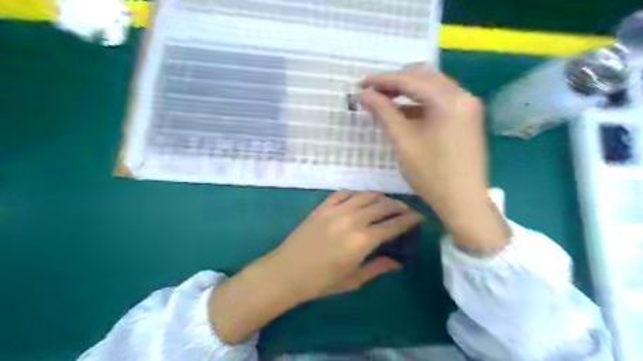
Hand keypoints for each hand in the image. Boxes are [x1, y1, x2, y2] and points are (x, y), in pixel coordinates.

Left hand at [265, 191, 422, 301]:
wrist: (287, 271)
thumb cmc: (321, 282)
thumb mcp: (354, 280)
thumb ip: (378, 267)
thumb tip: (398, 262)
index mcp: (362, 240)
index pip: (394, 224)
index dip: (410, 219)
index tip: (420, 217)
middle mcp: (352, 219)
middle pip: (383, 205)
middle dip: (399, 206)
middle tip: (407, 210)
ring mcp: (336, 210)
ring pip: (365, 195)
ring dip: (380, 197)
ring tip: (387, 203)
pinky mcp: (322, 207)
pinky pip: (344, 193)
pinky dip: (356, 194)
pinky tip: (360, 200)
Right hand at [362, 66, 506, 254]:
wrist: (463, 201)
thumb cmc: (431, 174)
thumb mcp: (403, 141)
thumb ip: (384, 113)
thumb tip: (364, 95)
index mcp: (448, 99)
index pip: (409, 80)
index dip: (381, 81)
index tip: (360, 83)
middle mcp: (462, 95)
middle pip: (423, 77)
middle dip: (395, 82)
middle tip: (373, 93)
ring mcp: (467, 106)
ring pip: (432, 87)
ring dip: (407, 91)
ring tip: (385, 101)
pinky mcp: (467, 117)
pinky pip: (440, 101)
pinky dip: (420, 103)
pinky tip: (404, 113)